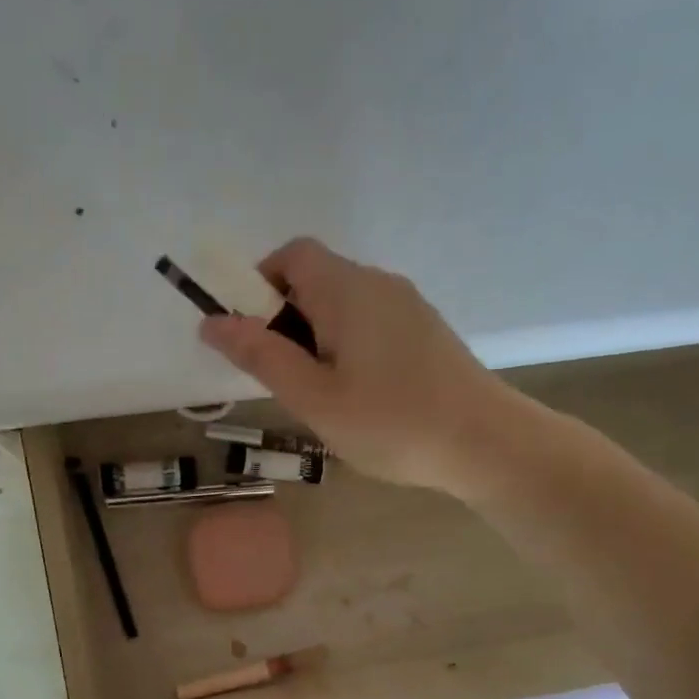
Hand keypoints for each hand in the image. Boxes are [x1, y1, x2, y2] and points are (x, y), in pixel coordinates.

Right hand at [200, 238, 510, 496]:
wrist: (487, 444)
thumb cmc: (392, 423)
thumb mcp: (313, 396)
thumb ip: (260, 355)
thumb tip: (210, 321)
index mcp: (348, 289)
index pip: (292, 254)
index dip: (258, 284)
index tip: (250, 336)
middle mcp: (380, 284)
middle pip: (316, 279)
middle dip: (283, 319)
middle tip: (282, 378)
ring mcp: (408, 307)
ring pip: (342, 305)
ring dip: (314, 337)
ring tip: (319, 395)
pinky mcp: (426, 332)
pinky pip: (369, 323)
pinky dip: (346, 346)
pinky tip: (357, 396)